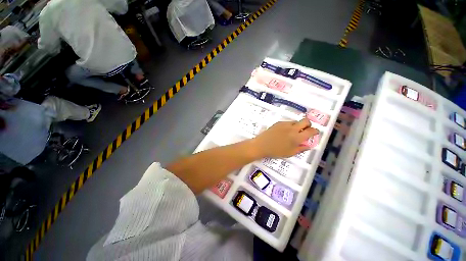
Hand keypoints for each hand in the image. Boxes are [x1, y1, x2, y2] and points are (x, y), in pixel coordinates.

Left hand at [250, 119, 318, 157]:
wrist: (261, 145)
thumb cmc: (276, 151)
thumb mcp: (290, 153)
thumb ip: (301, 148)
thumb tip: (309, 145)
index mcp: (297, 137)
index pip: (311, 131)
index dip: (315, 131)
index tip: (314, 133)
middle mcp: (292, 128)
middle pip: (306, 121)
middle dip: (308, 125)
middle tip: (305, 130)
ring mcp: (285, 124)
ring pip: (296, 121)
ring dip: (298, 125)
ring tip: (292, 133)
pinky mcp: (278, 123)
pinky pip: (287, 122)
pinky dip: (289, 126)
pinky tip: (284, 132)